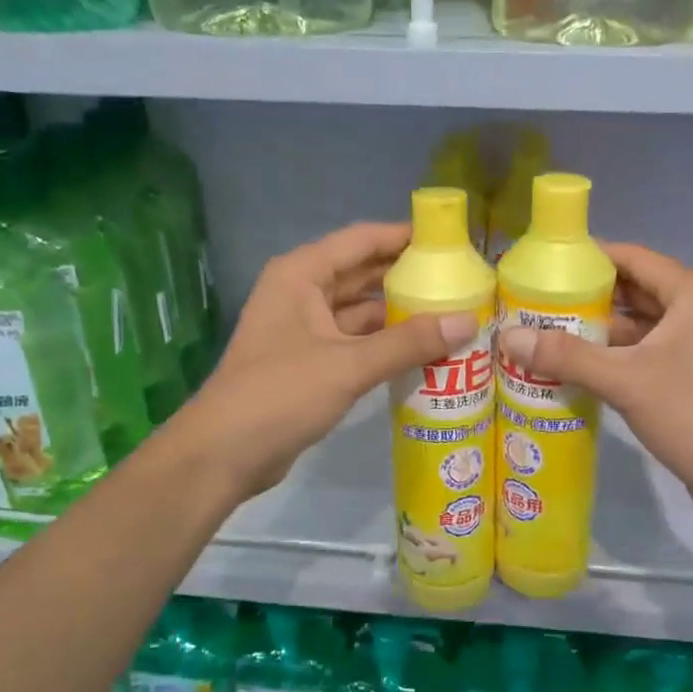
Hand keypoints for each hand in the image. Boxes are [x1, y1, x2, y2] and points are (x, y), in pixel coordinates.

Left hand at [187, 222, 475, 498]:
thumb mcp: (348, 365)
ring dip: (400, 314)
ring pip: (361, 311)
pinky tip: (424, 352)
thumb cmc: (281, 394)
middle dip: (408, 276)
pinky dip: (385, 344)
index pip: (361, 240)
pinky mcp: (310, 362)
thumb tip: (468, 320)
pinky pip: (356, 342)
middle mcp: (302, 293)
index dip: (405, 236)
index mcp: (301, 274)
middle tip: (462, 281)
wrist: (224, 455)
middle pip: (363, 273)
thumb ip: (409, 343)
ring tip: (452, 314)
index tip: (451, 241)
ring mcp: (304, 329)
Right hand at [496, 243, 692, 525]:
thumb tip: (507, 337)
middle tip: (534, 300)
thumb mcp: (625, 380)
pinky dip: (611, 357)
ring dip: (597, 330)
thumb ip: (566, 356)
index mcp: (692, 295)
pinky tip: (573, 366)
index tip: (544, 264)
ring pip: (637, 326)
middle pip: (633, 291)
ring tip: (544, 332)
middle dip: (586, 297)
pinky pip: (642, 354)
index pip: (634, 258)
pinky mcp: (689, 377)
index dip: (590, 257)